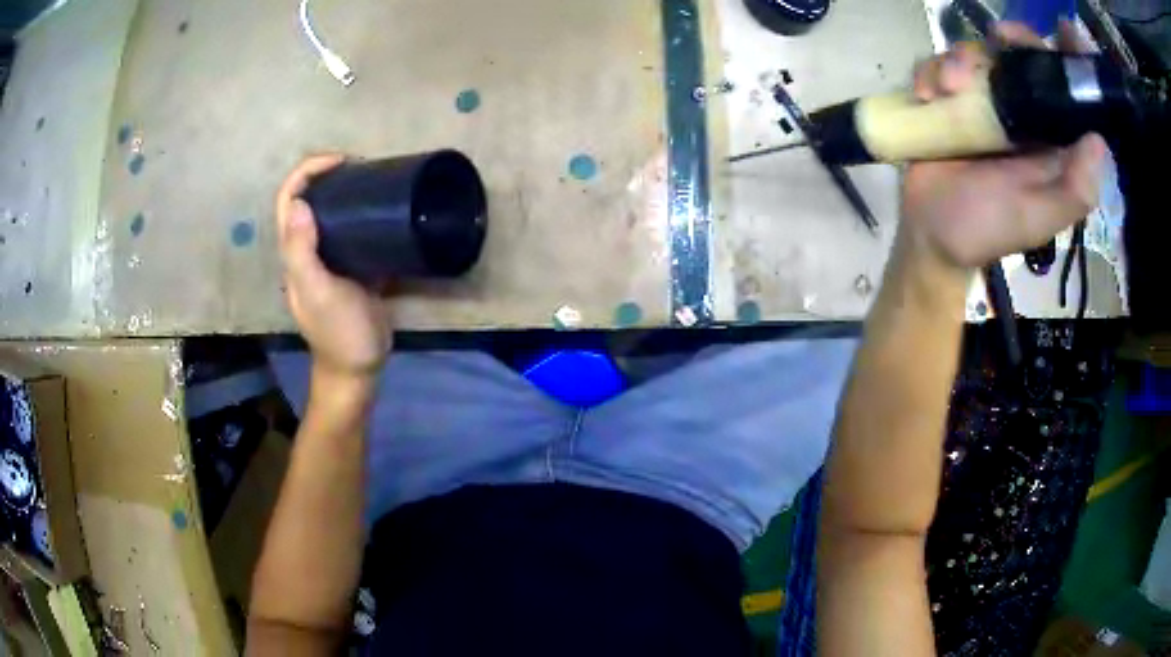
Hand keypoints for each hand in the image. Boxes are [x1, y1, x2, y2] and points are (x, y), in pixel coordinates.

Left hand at [276, 154, 392, 378]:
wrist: (359, 367)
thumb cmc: (338, 331)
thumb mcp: (318, 291)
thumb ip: (302, 251)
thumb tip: (300, 203)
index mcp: (294, 252)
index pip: (290, 200)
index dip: (307, 173)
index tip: (341, 161)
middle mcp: (307, 249)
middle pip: (308, 201)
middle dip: (326, 174)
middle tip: (360, 165)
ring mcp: (330, 258)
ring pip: (330, 214)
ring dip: (345, 190)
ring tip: (373, 179)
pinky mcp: (352, 267)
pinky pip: (352, 232)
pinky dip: (364, 214)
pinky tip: (384, 210)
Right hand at [901, 21, 1106, 269]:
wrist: (929, 233)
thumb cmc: (986, 228)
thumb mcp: (1037, 217)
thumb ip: (1073, 190)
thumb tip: (1098, 140)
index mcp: (1049, 139)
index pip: (1067, 93)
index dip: (1071, 60)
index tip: (1067, 31)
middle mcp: (1020, 113)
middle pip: (1023, 56)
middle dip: (1013, 40)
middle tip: (1001, 37)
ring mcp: (982, 102)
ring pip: (978, 52)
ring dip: (960, 60)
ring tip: (949, 89)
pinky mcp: (947, 97)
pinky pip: (940, 64)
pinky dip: (930, 72)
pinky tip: (927, 97)